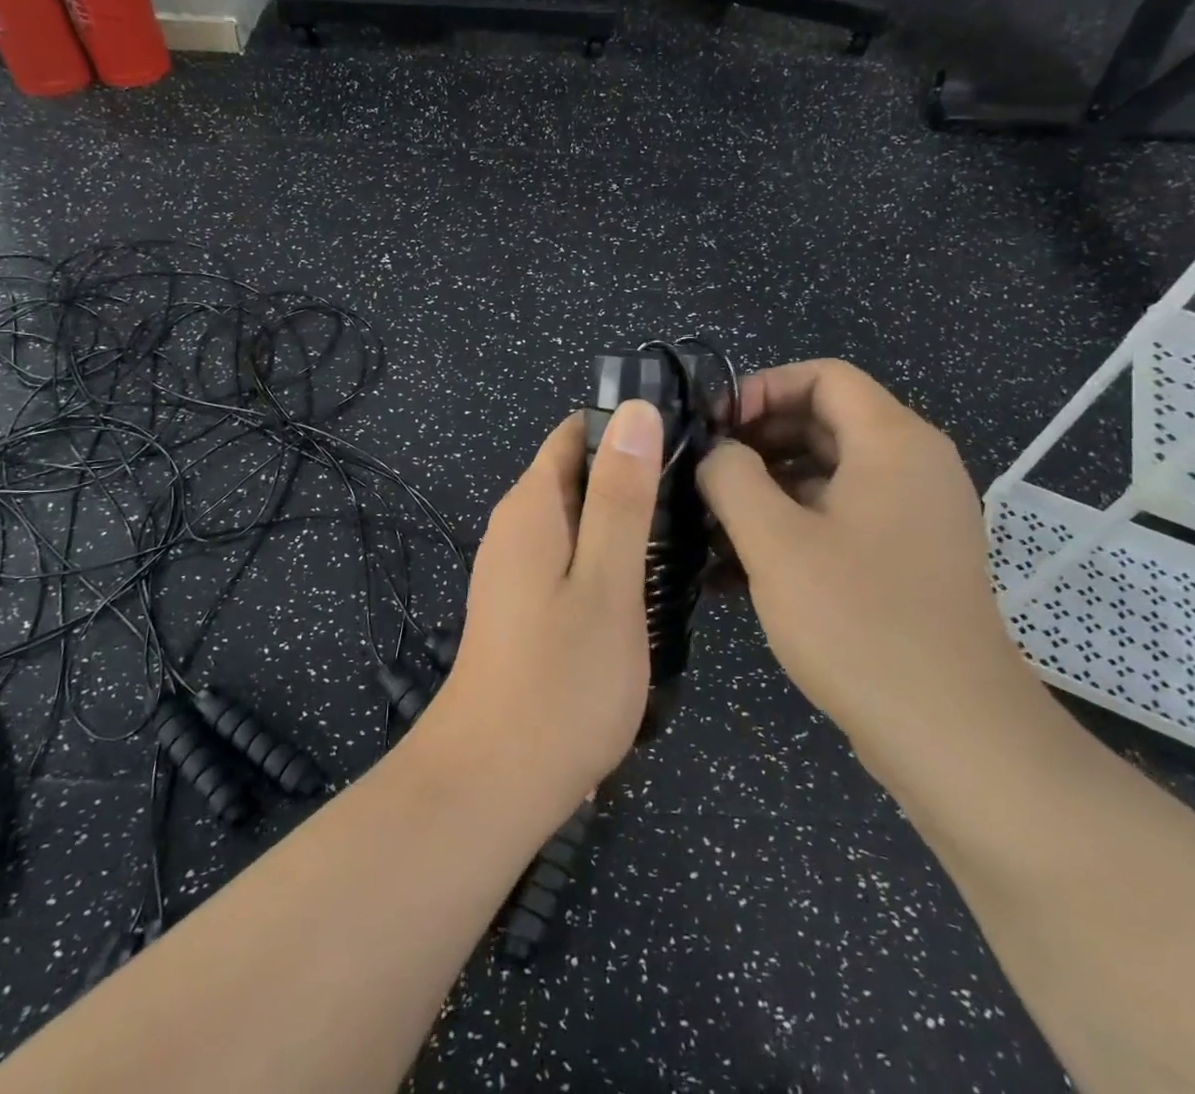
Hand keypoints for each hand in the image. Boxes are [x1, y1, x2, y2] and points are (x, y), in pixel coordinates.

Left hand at [423, 400, 661, 820]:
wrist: (492, 783)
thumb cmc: (560, 680)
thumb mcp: (607, 581)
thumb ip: (622, 496)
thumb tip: (635, 412)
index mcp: (532, 505)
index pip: (577, 432)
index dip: (630, 428)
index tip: (689, 444)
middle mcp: (516, 525)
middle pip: (579, 473)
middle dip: (635, 477)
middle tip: (701, 501)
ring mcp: (515, 568)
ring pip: (579, 519)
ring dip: (627, 522)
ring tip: (689, 541)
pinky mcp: (523, 604)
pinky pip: (572, 557)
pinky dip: (610, 558)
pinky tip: (648, 587)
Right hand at [697, 360, 1047, 778]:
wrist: (952, 734)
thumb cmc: (859, 621)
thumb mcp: (775, 541)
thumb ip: (731, 477)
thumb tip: (717, 454)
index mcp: (893, 443)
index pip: (823, 376)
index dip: (761, 388)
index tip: (713, 426)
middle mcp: (913, 467)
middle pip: (824, 421)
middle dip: (757, 440)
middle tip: (702, 472)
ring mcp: (914, 516)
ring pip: (828, 473)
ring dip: (767, 487)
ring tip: (710, 521)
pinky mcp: (906, 559)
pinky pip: (840, 517)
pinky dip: (792, 524)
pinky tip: (738, 565)